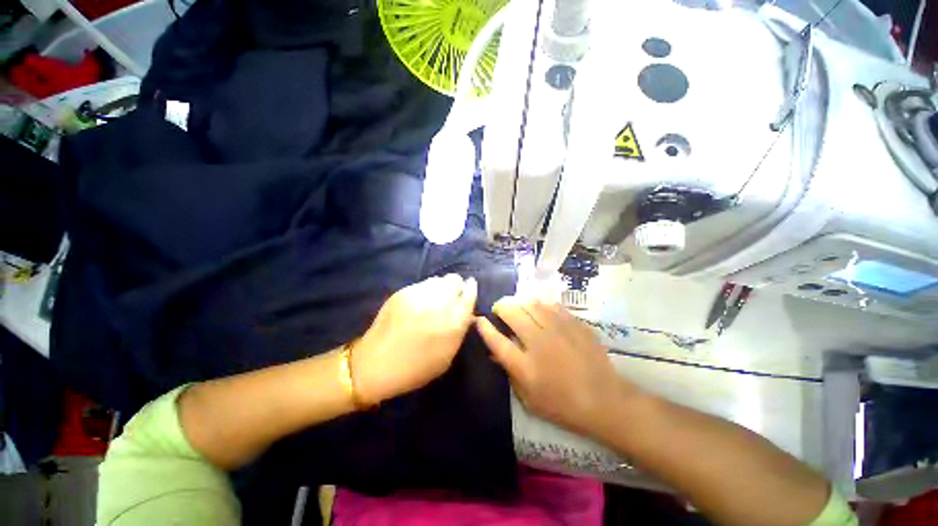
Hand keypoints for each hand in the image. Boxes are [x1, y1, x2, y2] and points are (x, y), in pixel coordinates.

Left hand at [353, 274, 477, 404]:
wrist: (375, 365)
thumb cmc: (416, 368)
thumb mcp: (447, 356)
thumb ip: (460, 330)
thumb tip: (466, 311)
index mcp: (453, 322)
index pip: (469, 294)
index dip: (471, 289)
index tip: (470, 289)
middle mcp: (438, 304)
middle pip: (454, 280)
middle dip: (456, 286)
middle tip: (451, 298)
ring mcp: (418, 295)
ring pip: (438, 279)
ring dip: (441, 287)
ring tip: (434, 300)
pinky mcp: (402, 292)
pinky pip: (422, 284)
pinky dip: (426, 290)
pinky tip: (419, 303)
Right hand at [476, 296, 633, 437]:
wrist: (605, 401)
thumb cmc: (563, 405)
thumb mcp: (529, 397)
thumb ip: (510, 372)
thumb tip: (494, 353)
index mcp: (526, 366)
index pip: (497, 341)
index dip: (484, 327)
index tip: (478, 319)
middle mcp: (539, 343)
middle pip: (513, 313)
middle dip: (501, 307)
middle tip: (499, 309)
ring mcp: (559, 330)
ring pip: (531, 304)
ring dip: (519, 303)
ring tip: (517, 307)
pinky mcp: (574, 324)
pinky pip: (551, 305)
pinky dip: (540, 304)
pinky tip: (539, 309)